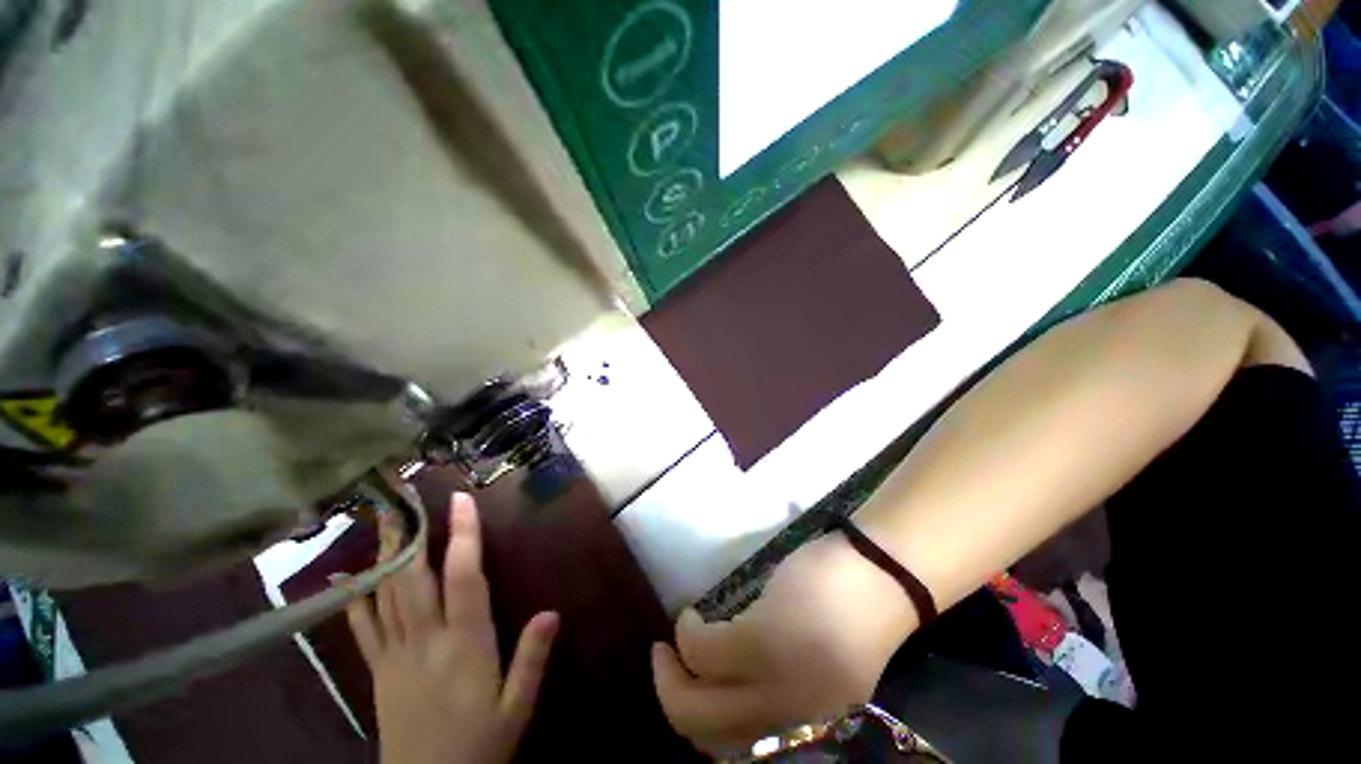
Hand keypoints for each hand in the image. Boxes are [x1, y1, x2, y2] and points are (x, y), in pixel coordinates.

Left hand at [347, 492, 558, 763]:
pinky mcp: (377, 671)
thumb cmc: (479, 747)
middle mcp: (427, 640)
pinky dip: (354, 598)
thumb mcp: (516, 708)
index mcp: (465, 644)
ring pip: (388, 595)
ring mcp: (395, 654)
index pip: (465, 578)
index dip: (464, 536)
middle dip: (414, 536)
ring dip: (386, 555)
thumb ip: (531, 659)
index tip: (461, 502)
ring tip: (385, 521)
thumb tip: (552, 611)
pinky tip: (346, 575)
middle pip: (417, 579)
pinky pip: (363, 628)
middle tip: (409, 501)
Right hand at [651, 533, 917, 755]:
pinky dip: (688, 633)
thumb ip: (772, 681)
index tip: (682, 686)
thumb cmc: (847, 611)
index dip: (696, 724)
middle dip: (671, 698)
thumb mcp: (812, 663)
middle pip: (705, 734)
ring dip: (672, 672)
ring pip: (697, 703)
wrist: (879, 573)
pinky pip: (705, 650)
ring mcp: (777, 684)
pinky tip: (693, 617)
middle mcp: (790, 722)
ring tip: (676, 638)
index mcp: (806, 728)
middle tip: (662, 662)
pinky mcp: (766, 640)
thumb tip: (722, 679)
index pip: (732, 750)